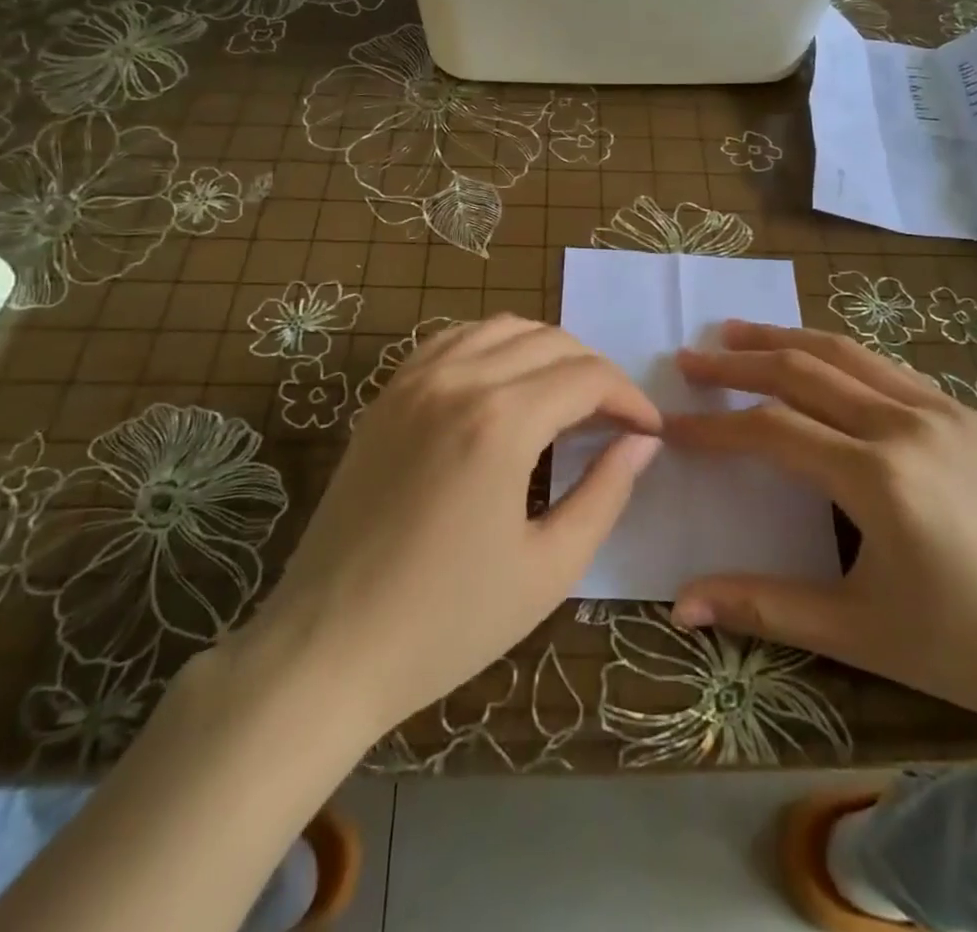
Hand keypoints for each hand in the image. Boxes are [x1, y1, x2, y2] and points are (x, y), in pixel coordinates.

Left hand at [229, 317, 660, 739]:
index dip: (629, 398)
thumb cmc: (447, 622)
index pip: (587, 377)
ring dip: (547, 352)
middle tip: (614, 420)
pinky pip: (452, 340)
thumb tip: (642, 442)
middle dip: (595, 372)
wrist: (327, 647)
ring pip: (502, 328)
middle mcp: (457, 380)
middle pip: (550, 342)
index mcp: (500, 422)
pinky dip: (493, 346)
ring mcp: (414, 380)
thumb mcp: (549, 568)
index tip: (649, 431)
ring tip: (567, 398)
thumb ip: (605, 493)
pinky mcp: (387, 395)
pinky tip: (504, 384)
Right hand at [667, 323, 976, 737]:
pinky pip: (885, 367)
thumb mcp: (859, 632)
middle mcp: (906, 424)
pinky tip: (818, 361)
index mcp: (878, 476)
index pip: (772, 430)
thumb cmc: (971, 646)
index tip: (671, 424)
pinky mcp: (967, 415)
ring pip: (845, 353)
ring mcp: (942, 411)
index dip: (715, 426)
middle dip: (738, 362)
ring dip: (785, 339)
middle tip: (691, 358)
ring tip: (737, 332)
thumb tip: (680, 605)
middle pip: (802, 370)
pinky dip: (836, 354)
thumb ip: (764, 606)